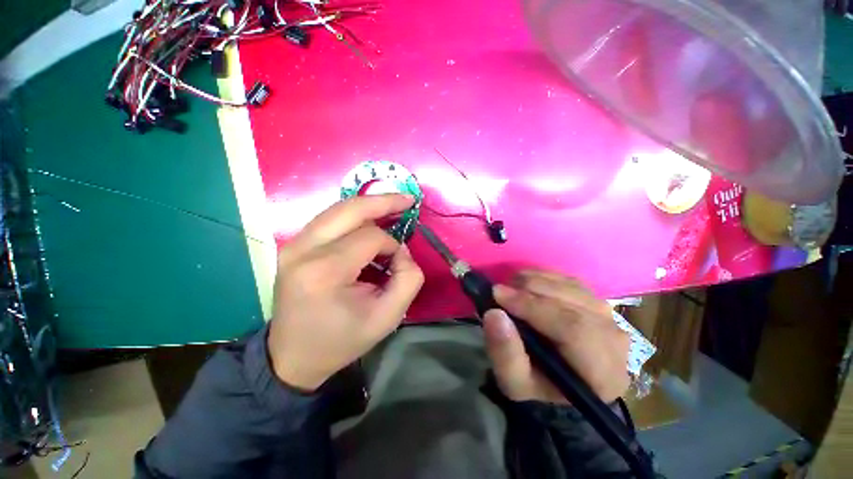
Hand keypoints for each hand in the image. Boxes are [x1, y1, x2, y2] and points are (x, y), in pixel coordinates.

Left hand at [268, 194, 423, 390]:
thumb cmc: (341, 340)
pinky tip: (369, 221)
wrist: (293, 357)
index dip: (392, 245)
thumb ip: (408, 280)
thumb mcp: (387, 318)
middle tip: (407, 199)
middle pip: (350, 209)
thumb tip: (402, 250)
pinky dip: (354, 216)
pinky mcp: (293, 246)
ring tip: (392, 207)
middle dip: (383, 201)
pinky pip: (329, 219)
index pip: (370, 237)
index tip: (398, 263)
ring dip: (369, 207)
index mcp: (325, 271)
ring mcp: (293, 244)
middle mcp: (303, 249)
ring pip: (338, 209)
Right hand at [483, 270, 629, 403]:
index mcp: (602, 373)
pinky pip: (570, 281)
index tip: (498, 295)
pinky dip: (544, 277)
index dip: (532, 307)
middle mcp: (614, 341)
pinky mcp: (597, 301)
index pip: (573, 329)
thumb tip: (494, 314)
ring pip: (571, 287)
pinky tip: (526, 284)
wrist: (558, 380)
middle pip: (574, 302)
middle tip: (499, 289)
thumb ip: (504, 353)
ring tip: (510, 287)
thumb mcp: (514, 382)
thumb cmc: (537, 386)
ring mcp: (609, 317)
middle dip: (530, 290)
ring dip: (535, 281)